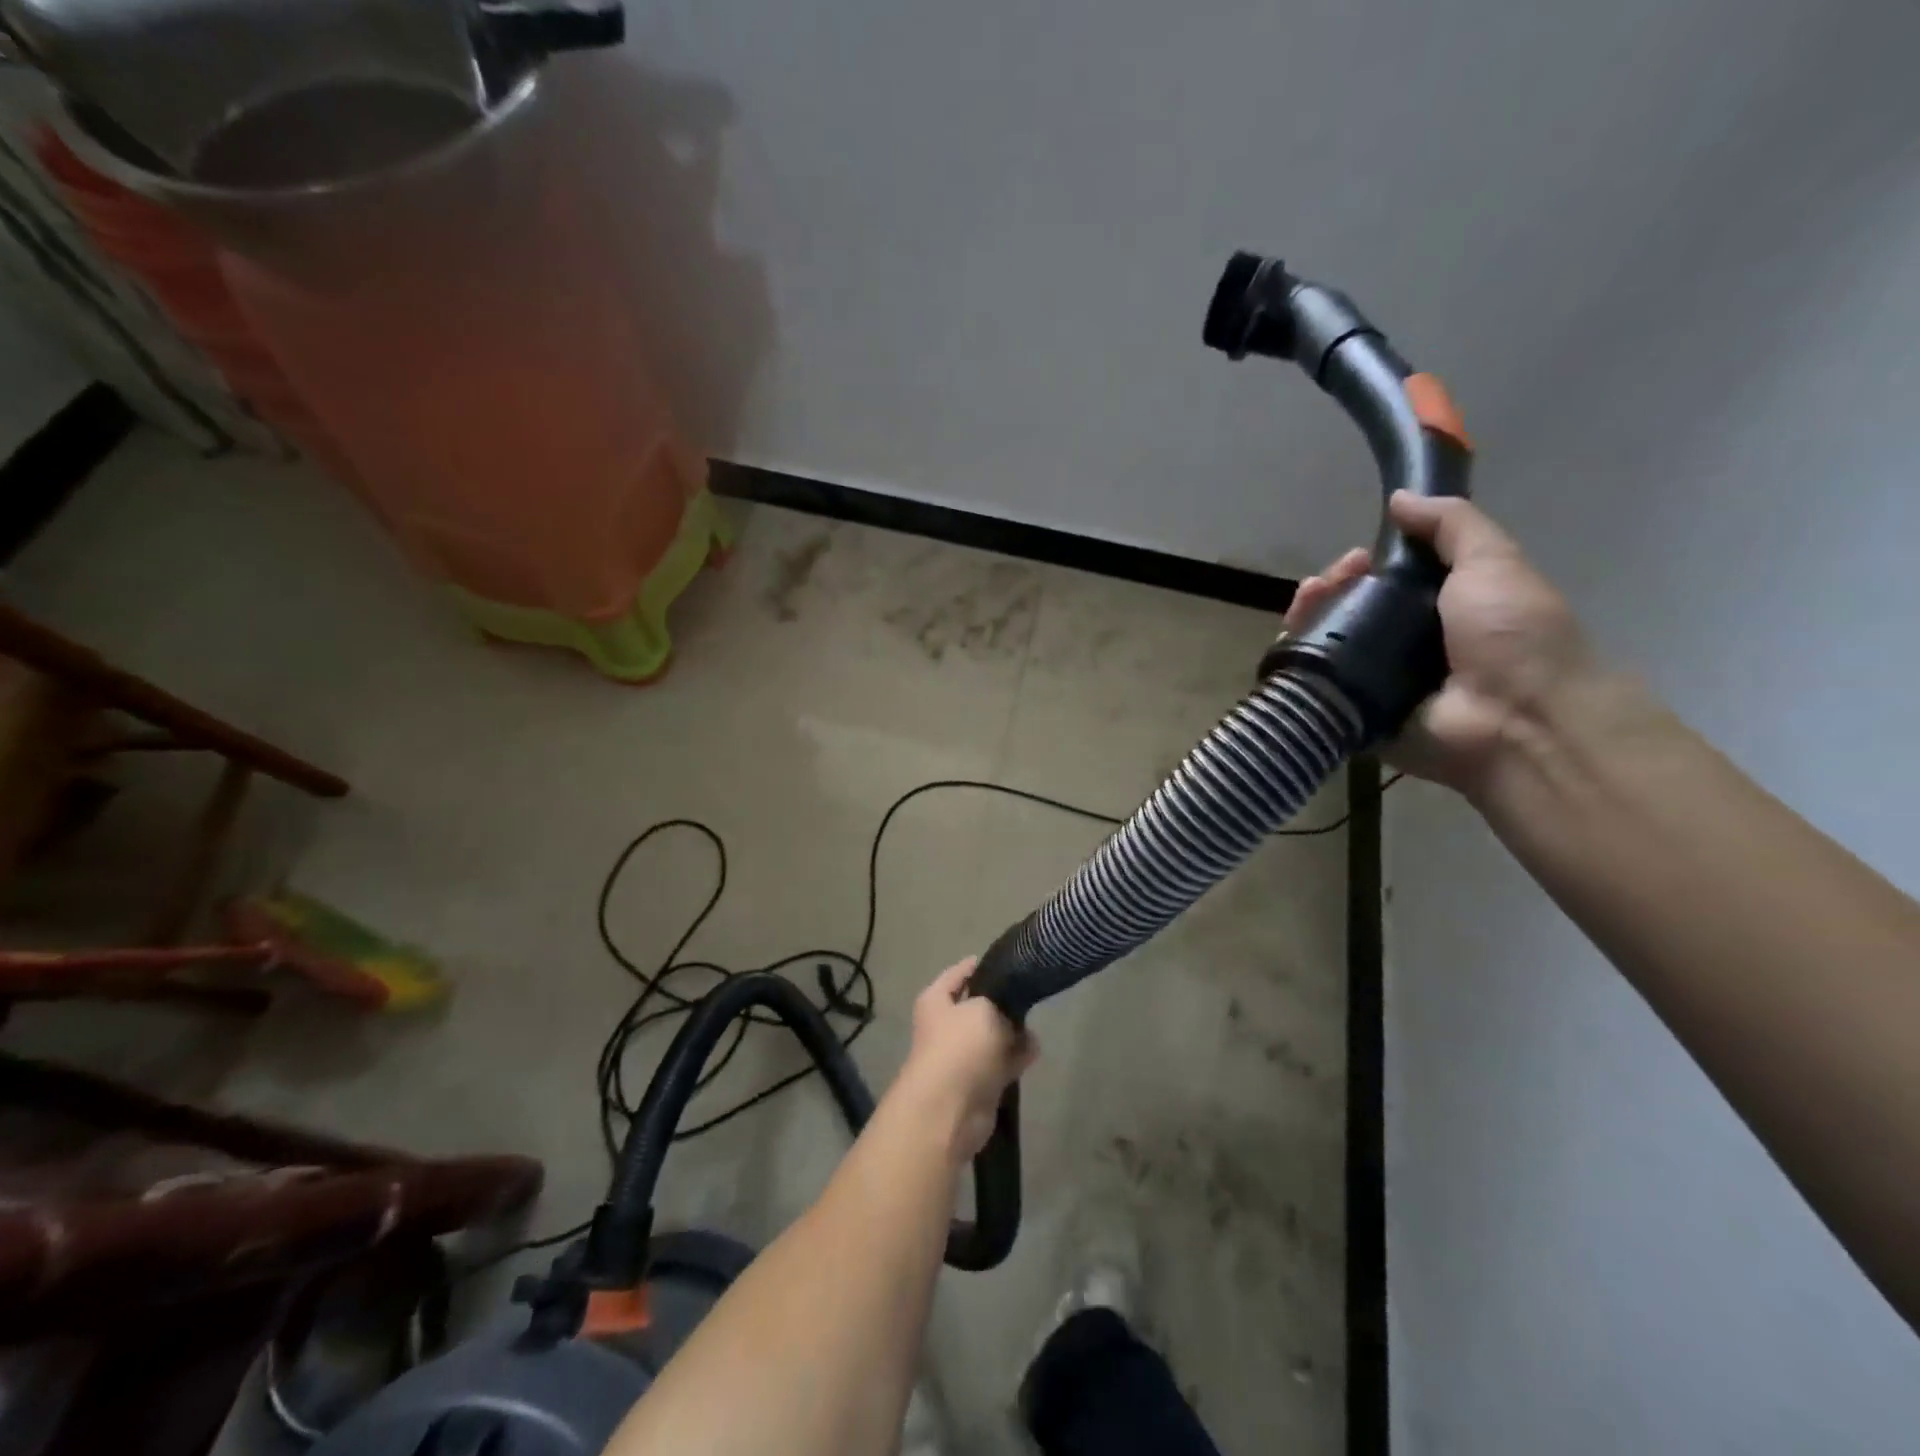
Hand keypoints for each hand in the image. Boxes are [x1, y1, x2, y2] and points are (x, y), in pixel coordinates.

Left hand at [892, 959, 1036, 1160]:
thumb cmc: (961, 1045)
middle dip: (1003, 1002)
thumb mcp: (983, 1007)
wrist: (950, 1108)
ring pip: (993, 1034)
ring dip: (1012, 1032)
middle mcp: (946, 1024)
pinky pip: (1001, 1061)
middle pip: (979, 1004)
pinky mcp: (979, 1081)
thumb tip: (1011, 1015)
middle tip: (1028, 994)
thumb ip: (1001, 1001)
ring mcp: (962, 1054)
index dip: (982, 965)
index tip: (1011, 961)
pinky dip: (1016, 1057)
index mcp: (936, 1000)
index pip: (960, 973)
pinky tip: (1034, 1050)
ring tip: (1033, 1025)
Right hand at [1284, 491, 1592, 794]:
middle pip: (1348, 612)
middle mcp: (1403, 648)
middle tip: (1330, 580)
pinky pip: (1315, 687)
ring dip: (1308, 618)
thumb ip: (1452, 526)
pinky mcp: (1352, 716)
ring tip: (1307, 602)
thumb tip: (1401, 498)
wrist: (1515, 719)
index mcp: (1438, 614)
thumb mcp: (1493, 563)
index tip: (1358, 556)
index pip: (1384, 583)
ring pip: (1325, 646)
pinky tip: (1293, 640)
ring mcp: (1375, 685)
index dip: (1364, 566)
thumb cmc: (1513, 637)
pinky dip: (1297, 664)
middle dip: (1331, 589)